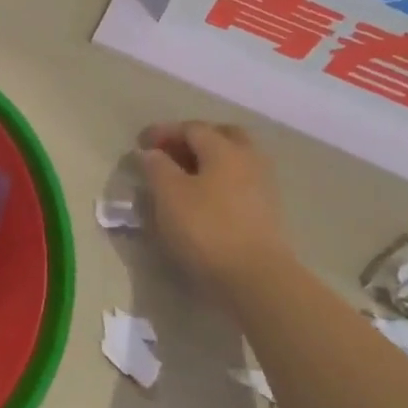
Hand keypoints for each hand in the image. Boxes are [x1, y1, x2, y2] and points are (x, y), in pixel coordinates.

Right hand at [139, 121, 286, 290]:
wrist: (257, 279)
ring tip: (183, 179)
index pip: (191, 128)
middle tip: (169, 154)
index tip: (140, 144)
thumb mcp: (169, 194)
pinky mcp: (267, 213)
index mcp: (224, 149)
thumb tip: (151, 153)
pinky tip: (202, 199)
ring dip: (208, 162)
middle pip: (221, 136)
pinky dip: (219, 182)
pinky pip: (239, 183)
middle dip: (194, 140)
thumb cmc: (206, 228)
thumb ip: (157, 166)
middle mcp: (248, 159)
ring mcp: (262, 186)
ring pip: (233, 161)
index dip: (163, 132)